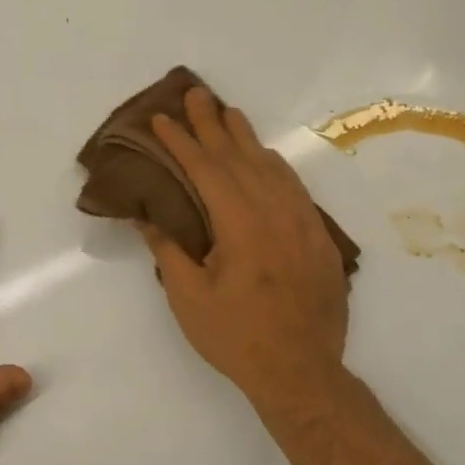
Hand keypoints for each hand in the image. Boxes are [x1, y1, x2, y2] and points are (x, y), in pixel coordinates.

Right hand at [140, 88, 349, 406]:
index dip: (181, 142)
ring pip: (271, 166)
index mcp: (240, 224)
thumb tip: (146, 216)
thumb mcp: (189, 297)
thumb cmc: (236, 337)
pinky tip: (266, 158)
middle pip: (239, 157)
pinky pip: (294, 186)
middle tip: (194, 93)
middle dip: (212, 124)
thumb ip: (168, 250)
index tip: (162, 118)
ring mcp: (302, 221)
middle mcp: (274, 211)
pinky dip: (275, 165)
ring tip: (228, 112)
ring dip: (246, 138)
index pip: (206, 170)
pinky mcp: (317, 236)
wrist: (301, 371)